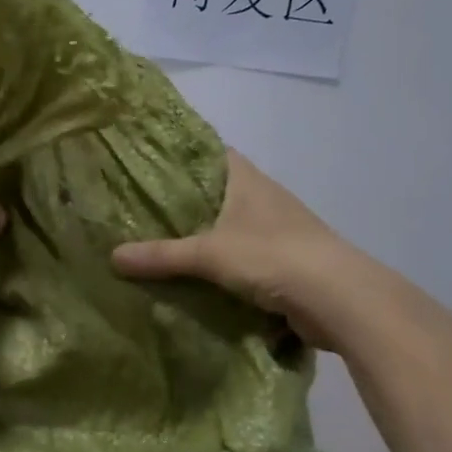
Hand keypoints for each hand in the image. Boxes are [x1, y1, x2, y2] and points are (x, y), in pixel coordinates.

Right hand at [111, 150, 367, 345]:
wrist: (339, 299)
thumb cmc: (273, 256)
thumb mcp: (209, 253)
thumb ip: (161, 255)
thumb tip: (112, 256)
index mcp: (247, 180)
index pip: (210, 153)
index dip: (181, 154)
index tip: (146, 161)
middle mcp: (263, 198)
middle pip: (216, 192)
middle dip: (183, 202)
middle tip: (137, 208)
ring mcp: (276, 231)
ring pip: (228, 227)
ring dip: (201, 237)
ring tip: (156, 243)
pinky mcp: (283, 263)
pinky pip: (240, 258)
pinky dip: (218, 266)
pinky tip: (191, 278)